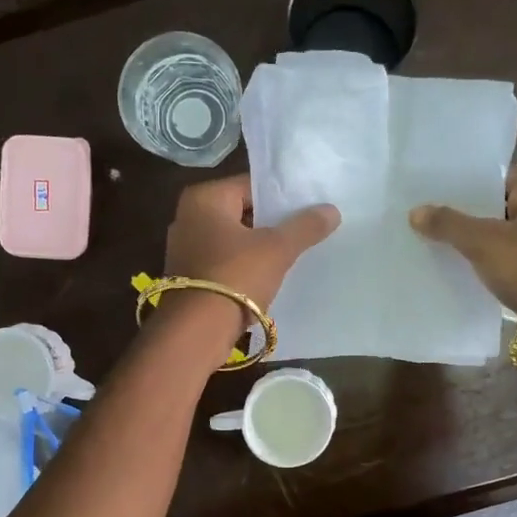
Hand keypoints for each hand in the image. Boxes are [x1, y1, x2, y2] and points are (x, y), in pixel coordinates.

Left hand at [163, 176, 340, 316]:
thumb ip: (305, 226)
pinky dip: (243, 267)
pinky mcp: (188, 278)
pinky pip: (223, 263)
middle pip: (241, 213)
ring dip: (258, 248)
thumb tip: (332, 210)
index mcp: (204, 198)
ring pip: (232, 240)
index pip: (250, 186)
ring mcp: (184, 249)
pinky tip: (267, 278)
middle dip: (270, 223)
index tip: (307, 208)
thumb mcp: (277, 249)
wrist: (197, 331)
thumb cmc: (236, 276)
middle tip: (304, 231)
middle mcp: (187, 217)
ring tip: (290, 255)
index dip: (281, 197)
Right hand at [409, 165, 516, 312]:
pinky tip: (466, 267)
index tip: (441, 190)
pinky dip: (491, 260)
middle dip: (471, 213)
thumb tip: (415, 212)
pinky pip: (511, 258)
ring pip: (505, 235)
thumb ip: (449, 224)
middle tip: (436, 216)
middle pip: (502, 207)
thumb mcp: (483, 241)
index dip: (471, 184)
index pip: (502, 178)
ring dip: (480, 239)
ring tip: (443, 241)